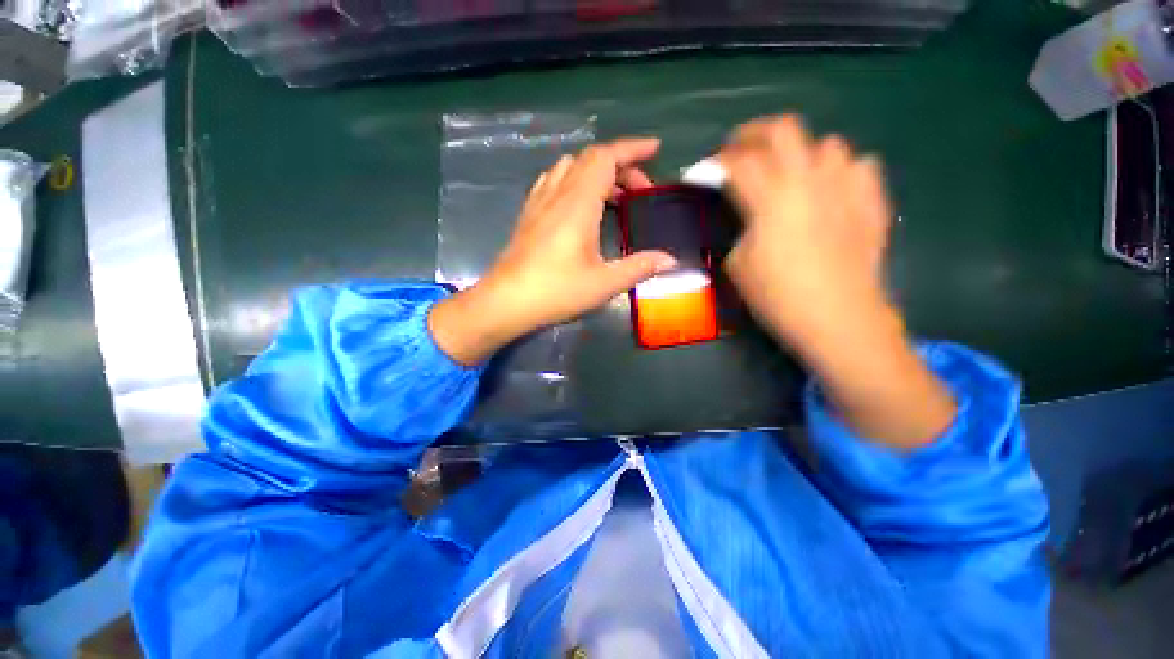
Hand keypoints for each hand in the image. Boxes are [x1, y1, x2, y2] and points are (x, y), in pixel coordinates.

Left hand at [430, 138, 676, 364]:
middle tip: (640, 190)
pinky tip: (579, 203)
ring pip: (570, 167)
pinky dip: (574, 180)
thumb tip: (670, 260)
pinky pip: (553, 181)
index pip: (606, 157)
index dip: (632, 148)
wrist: (506, 301)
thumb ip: (639, 267)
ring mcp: (539, 202)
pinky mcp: (529, 214)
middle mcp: (557, 194)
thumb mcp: (604, 283)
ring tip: (614, 196)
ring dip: (596, 172)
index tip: (654, 149)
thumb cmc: (556, 291)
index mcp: (578, 203)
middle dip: (621, 165)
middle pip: (590, 159)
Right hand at [720, 115, 954, 448]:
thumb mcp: (737, 264)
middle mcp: (810, 179)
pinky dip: (839, 170)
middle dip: (753, 133)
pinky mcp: (871, 201)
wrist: (839, 318)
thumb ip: (739, 228)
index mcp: (771, 198)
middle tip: (739, 149)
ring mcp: (846, 185)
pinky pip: (858, 165)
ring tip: (789, 173)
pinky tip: (830, 190)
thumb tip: (747, 214)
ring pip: (826, 142)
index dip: (714, 162)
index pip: (736, 162)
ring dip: (800, 152)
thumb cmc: (779, 296)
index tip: (703, 171)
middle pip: (782, 129)